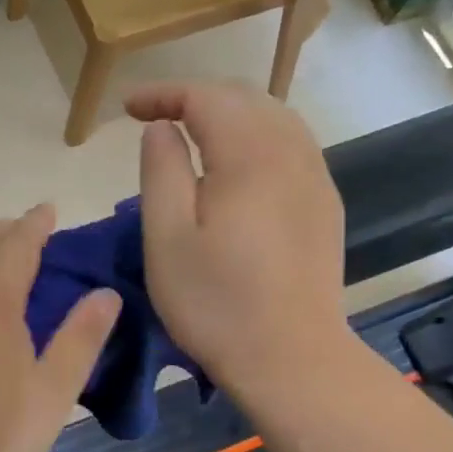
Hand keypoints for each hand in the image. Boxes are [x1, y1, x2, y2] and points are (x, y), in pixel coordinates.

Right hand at [126, 82, 356, 402]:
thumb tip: (162, 128)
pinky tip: (236, 165)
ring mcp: (316, 178)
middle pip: (244, 98)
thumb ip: (161, 171)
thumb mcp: (167, 238)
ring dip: (229, 114)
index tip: (127, 109)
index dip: (163, 93)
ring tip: (192, 134)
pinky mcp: (324, 205)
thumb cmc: (216, 303)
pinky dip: (256, 137)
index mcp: (250, 156)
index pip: (206, 97)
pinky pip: (291, 146)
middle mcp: (292, 154)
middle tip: (154, 118)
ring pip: (274, 118)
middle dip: (196, 97)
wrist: (292, 358)